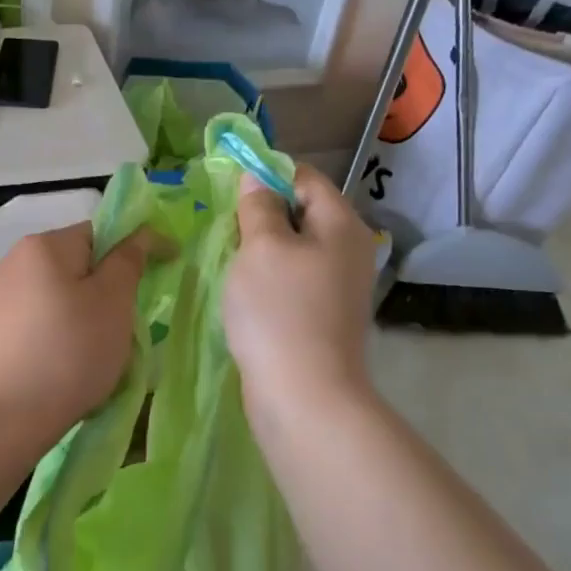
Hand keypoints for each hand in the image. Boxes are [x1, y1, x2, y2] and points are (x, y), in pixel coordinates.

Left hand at [0, 222, 153, 449]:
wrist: (2, 418)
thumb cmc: (68, 352)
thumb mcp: (113, 301)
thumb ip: (129, 261)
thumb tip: (139, 234)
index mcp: (43, 245)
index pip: (100, 233)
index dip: (134, 250)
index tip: (162, 275)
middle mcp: (14, 263)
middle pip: (77, 267)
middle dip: (107, 291)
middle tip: (128, 326)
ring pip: (59, 298)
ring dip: (85, 317)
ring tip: (100, 354)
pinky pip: (40, 324)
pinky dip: (61, 338)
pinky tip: (68, 369)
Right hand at [222, 167, 377, 420]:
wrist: (304, 395)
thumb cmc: (279, 311)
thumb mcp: (261, 248)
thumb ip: (258, 208)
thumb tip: (257, 178)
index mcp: (341, 225)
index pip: (305, 178)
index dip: (267, 175)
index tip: (228, 190)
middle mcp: (348, 251)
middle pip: (301, 214)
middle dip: (261, 216)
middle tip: (222, 228)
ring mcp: (337, 288)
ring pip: (293, 251)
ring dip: (260, 252)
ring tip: (227, 260)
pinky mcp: (322, 318)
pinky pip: (291, 283)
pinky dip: (267, 281)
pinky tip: (243, 294)